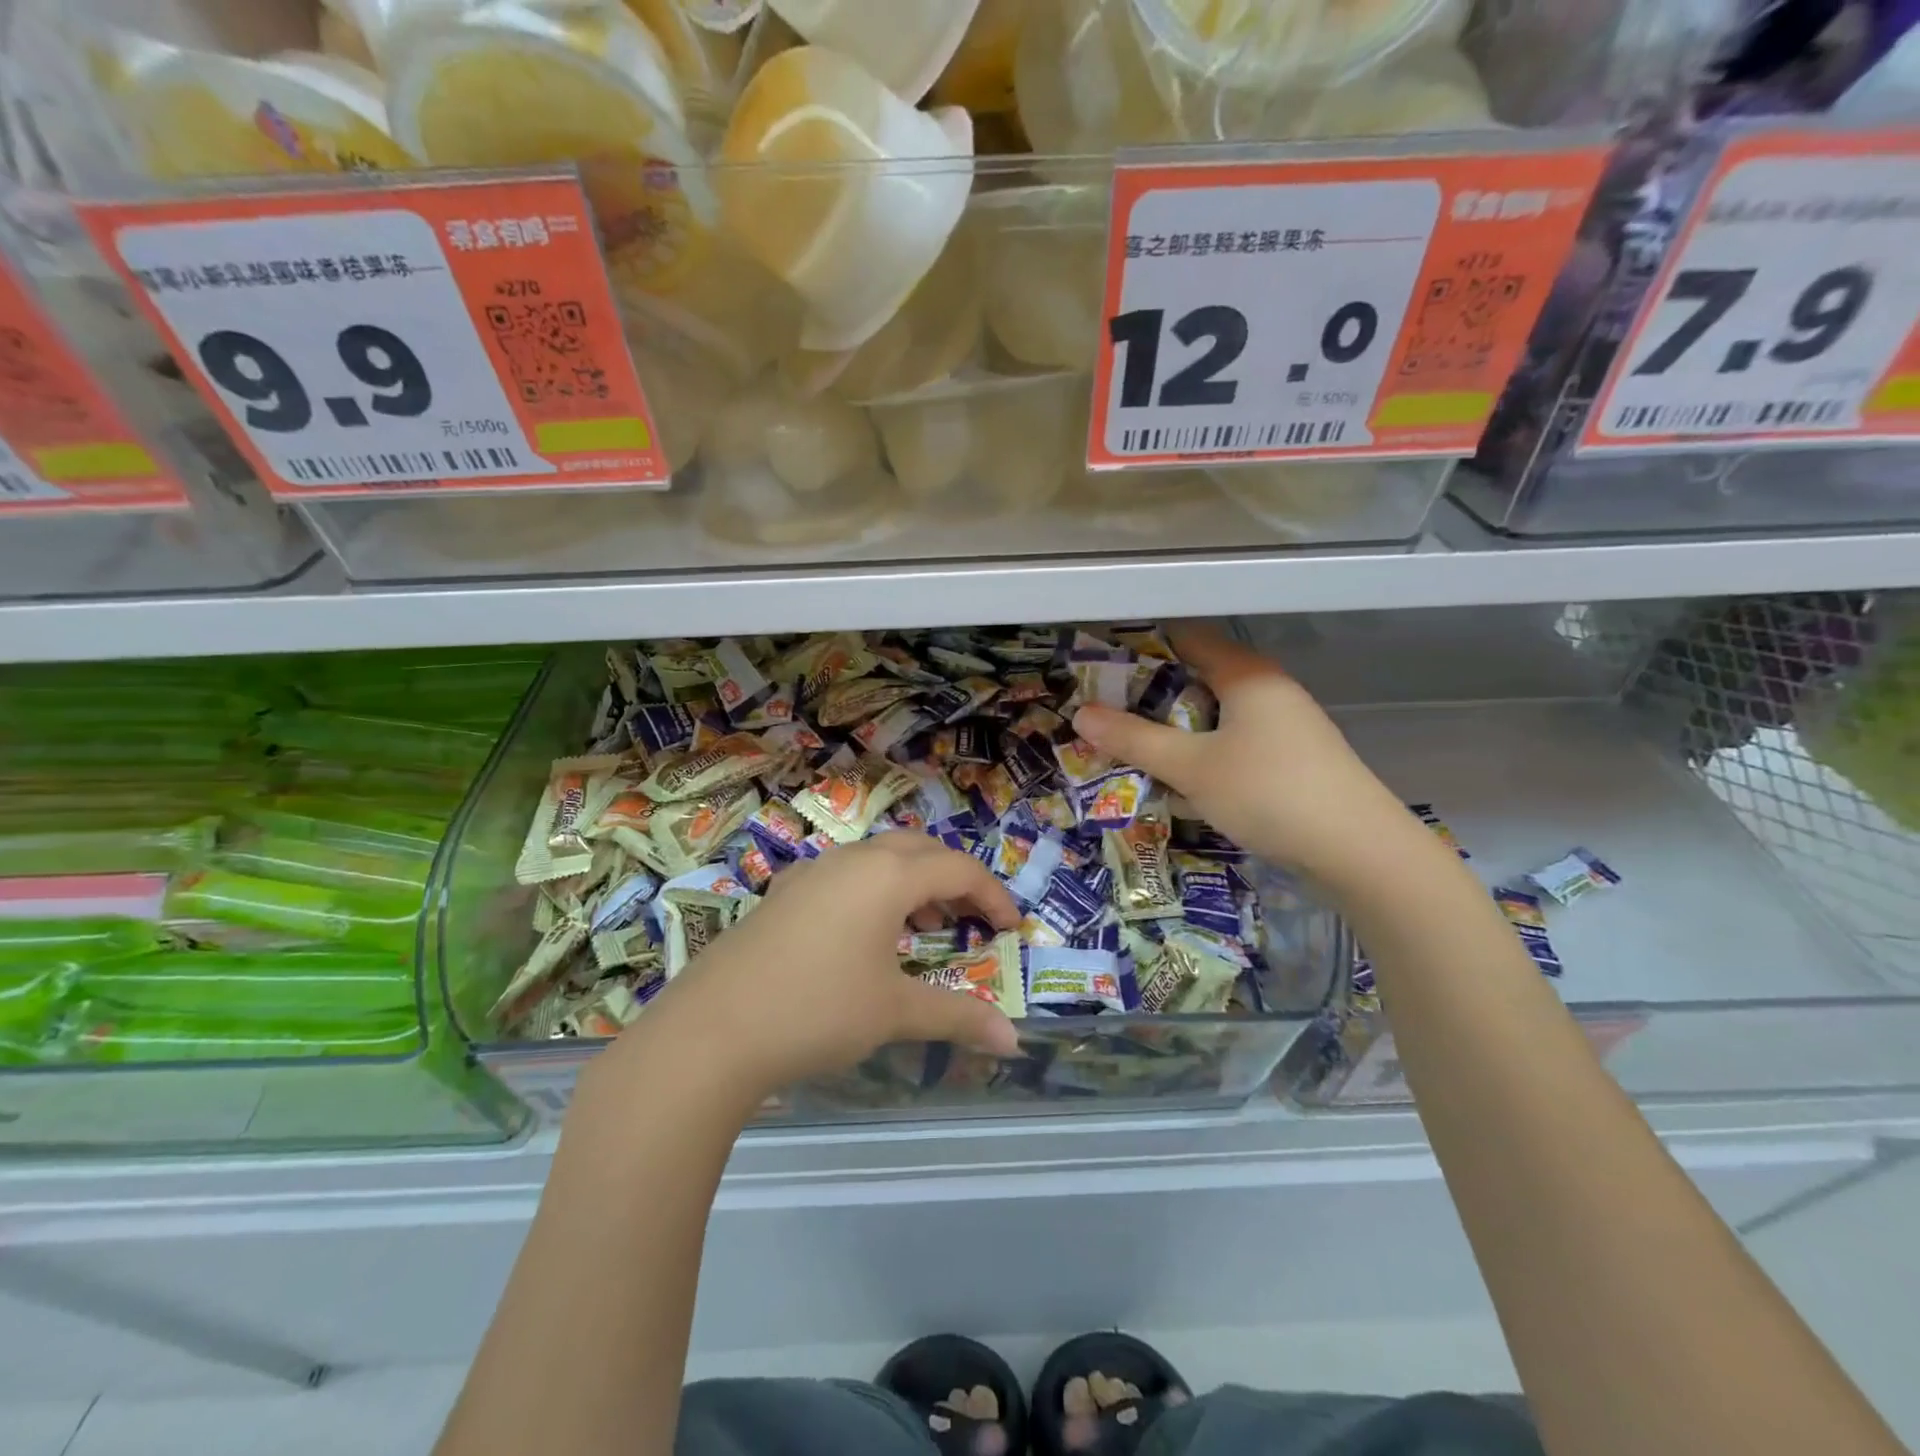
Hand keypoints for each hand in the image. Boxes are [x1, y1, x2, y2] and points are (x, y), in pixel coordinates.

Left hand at [622, 835, 1021, 1098]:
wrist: (710, 1032)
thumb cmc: (816, 1011)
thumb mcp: (893, 1013)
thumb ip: (957, 1017)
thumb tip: (1013, 1041)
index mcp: (886, 875)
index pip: (957, 868)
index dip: (992, 895)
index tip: (1011, 928)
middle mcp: (850, 860)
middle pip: (918, 850)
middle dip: (954, 878)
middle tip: (972, 917)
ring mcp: (810, 873)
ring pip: (877, 858)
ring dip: (912, 882)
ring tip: (926, 927)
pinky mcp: (782, 894)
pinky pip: (844, 876)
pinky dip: (873, 892)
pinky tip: (864, 934)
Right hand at [1071, 623, 1416, 888]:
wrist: (1360, 852)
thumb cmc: (1268, 792)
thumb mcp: (1190, 766)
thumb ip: (1133, 739)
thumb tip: (1080, 714)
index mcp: (1246, 674)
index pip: (1185, 639)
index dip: (1140, 649)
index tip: (1099, 671)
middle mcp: (1268, 689)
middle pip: (1198, 678)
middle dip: (1150, 697)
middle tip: (1106, 717)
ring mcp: (1286, 725)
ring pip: (1216, 715)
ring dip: (1176, 730)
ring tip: (1134, 750)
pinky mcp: (1293, 759)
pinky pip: (1235, 742)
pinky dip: (1204, 753)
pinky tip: (1184, 781)